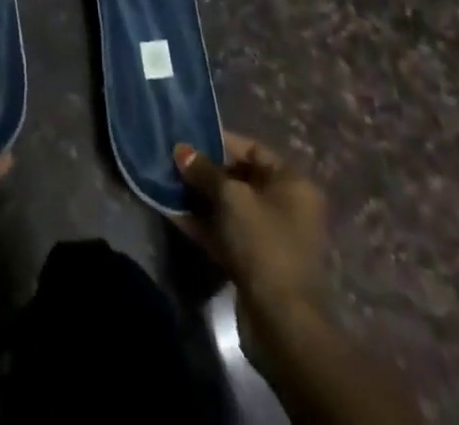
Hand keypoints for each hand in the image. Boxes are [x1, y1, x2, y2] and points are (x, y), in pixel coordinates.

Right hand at [173, 132, 327, 344]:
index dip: (220, 141)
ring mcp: (270, 236)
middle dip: (205, 170)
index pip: (253, 149)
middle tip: (172, 161)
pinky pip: (225, 232)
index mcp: (292, 183)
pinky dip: (202, 223)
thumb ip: (204, 170)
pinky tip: (172, 212)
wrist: (282, 322)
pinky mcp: (254, 261)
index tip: (188, 137)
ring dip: (199, 197)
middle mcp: (285, 205)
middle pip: (239, 177)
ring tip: (166, 183)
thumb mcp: (231, 197)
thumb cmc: (264, 244)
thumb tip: (180, 149)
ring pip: (229, 207)